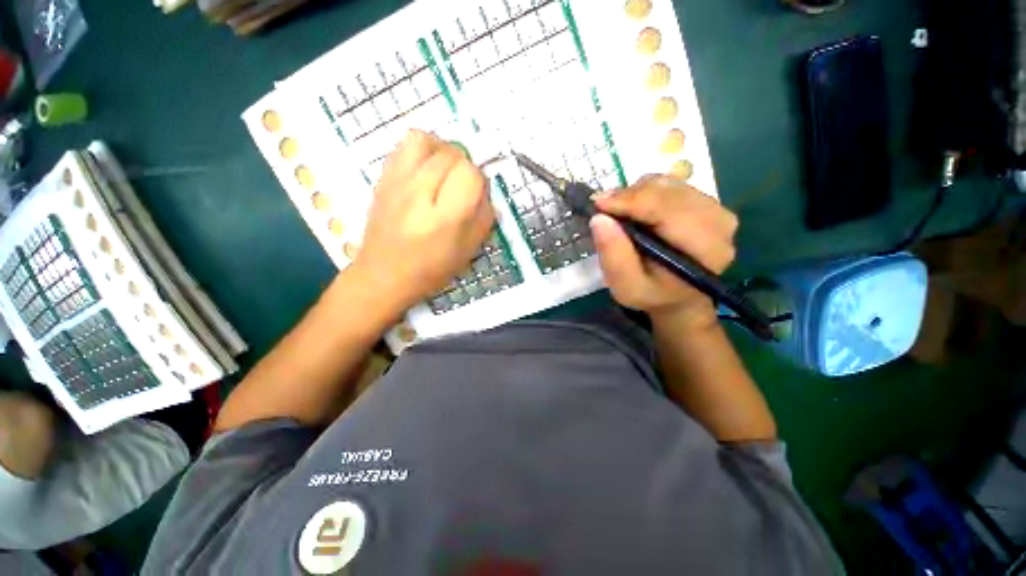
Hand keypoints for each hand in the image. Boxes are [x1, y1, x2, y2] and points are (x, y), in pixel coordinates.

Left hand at [351, 130, 493, 310]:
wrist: (385, 274)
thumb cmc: (432, 269)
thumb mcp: (469, 250)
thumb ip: (484, 217)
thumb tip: (484, 191)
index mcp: (446, 218)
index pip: (471, 174)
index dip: (478, 182)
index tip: (474, 196)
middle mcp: (420, 194)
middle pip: (452, 154)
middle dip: (464, 167)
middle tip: (459, 188)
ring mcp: (397, 182)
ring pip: (426, 140)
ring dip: (442, 151)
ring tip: (443, 170)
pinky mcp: (383, 178)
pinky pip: (404, 145)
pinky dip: (421, 149)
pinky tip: (424, 170)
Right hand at [590, 176, 738, 328]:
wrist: (678, 298)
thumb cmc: (651, 295)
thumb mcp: (626, 287)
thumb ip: (614, 256)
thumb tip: (599, 218)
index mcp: (705, 249)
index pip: (668, 209)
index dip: (630, 201)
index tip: (598, 203)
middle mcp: (719, 223)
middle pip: (669, 191)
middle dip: (630, 196)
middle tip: (604, 209)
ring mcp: (716, 209)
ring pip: (669, 184)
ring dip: (637, 194)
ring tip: (619, 212)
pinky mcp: (708, 203)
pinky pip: (672, 185)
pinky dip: (647, 192)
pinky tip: (636, 210)